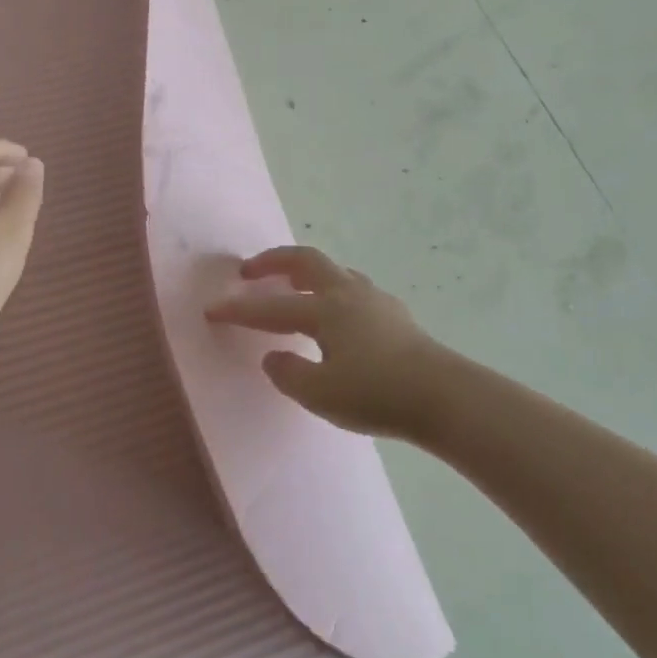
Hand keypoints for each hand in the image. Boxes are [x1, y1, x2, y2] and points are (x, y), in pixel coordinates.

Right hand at [204, 246, 448, 439]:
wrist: (444, 396)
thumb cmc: (377, 394)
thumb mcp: (321, 394)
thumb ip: (289, 373)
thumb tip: (273, 357)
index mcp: (325, 310)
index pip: (271, 308)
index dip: (239, 309)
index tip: (212, 310)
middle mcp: (347, 294)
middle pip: (304, 261)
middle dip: (272, 261)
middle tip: (249, 271)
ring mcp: (374, 299)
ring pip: (332, 271)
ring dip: (304, 273)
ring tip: (292, 289)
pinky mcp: (395, 314)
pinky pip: (352, 289)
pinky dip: (331, 291)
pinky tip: (336, 315)